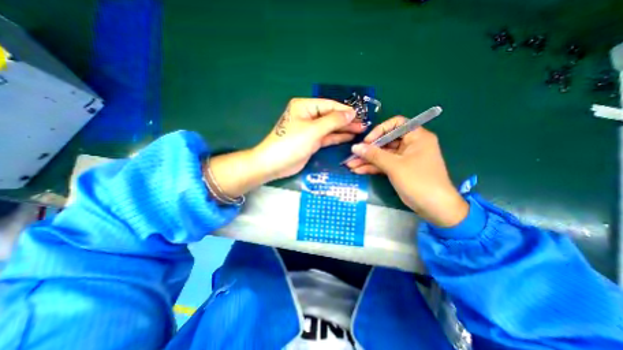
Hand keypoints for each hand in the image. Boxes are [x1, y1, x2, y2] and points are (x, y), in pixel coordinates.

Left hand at [252, 99, 365, 179]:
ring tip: (360, 131)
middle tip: (363, 125)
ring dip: (344, 129)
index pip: (329, 105)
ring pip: (330, 127)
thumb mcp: (313, 130)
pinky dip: (337, 137)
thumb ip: (333, 121)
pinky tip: (349, 137)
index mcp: (305, 106)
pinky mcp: (312, 141)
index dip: (345, 111)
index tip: (360, 116)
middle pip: (331, 116)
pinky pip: (327, 137)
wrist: (275, 163)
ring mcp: (310, 129)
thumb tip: (351, 113)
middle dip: (346, 121)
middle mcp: (308, 115)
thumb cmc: (292, 143)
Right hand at [346, 117, 466, 227]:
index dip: (380, 130)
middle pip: (385, 141)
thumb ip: (374, 155)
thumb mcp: (394, 166)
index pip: (396, 124)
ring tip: (350, 165)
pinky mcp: (399, 170)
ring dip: (367, 160)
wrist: (434, 207)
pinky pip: (384, 165)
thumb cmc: (418, 181)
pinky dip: (372, 168)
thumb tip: (355, 147)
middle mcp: (410, 145)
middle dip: (368, 150)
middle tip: (353, 156)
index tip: (367, 141)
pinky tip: (358, 171)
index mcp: (416, 137)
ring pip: (382, 155)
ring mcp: (404, 158)